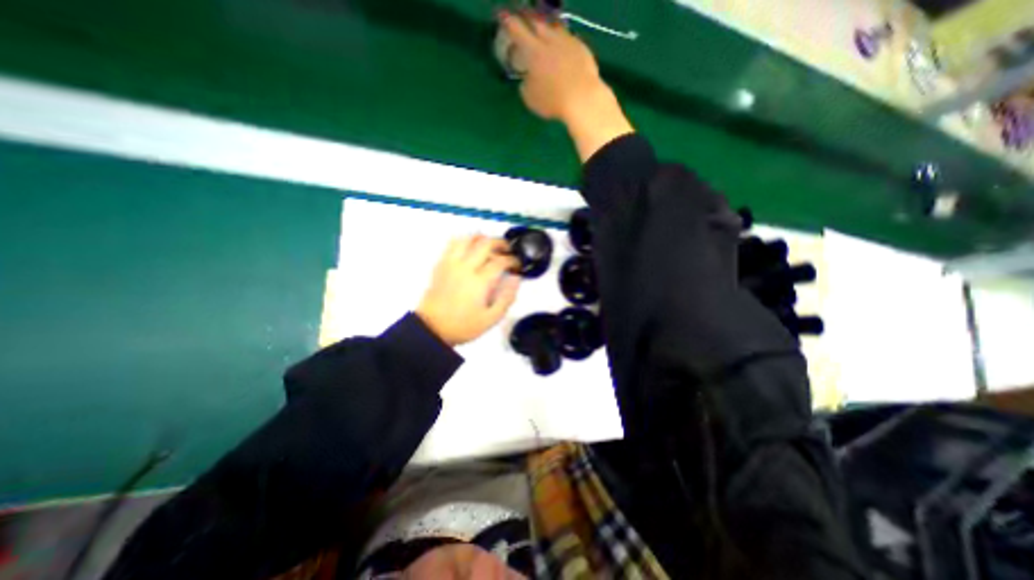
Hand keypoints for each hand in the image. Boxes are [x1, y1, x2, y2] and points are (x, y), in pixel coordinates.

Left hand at [415, 234, 520, 345]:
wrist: (432, 328)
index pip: (500, 261)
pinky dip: (464, 240)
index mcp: (479, 282)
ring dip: (482, 238)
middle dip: (501, 243)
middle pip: (485, 244)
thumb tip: (515, 280)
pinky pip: (452, 243)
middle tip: (507, 250)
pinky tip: (470, 247)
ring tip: (489, 245)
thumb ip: (507, 298)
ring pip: (468, 239)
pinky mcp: (441, 264)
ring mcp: (451, 264)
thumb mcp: (491, 319)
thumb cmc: (461, 325)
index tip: (516, 265)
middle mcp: (465, 268)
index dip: (513, 260)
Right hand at [500, 8, 633, 159]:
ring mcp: (567, 41)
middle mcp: (549, 40)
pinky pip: (568, 38)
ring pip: (554, 27)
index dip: (508, 21)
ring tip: (543, 29)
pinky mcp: (582, 47)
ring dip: (546, 27)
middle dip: (527, 18)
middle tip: (522, 17)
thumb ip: (526, 85)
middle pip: (536, 22)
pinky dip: (561, 40)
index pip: (517, 29)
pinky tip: (561, 46)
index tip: (502, 16)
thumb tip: (527, 78)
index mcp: (533, 51)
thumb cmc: (552, 100)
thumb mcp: (530, 98)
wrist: (582, 97)